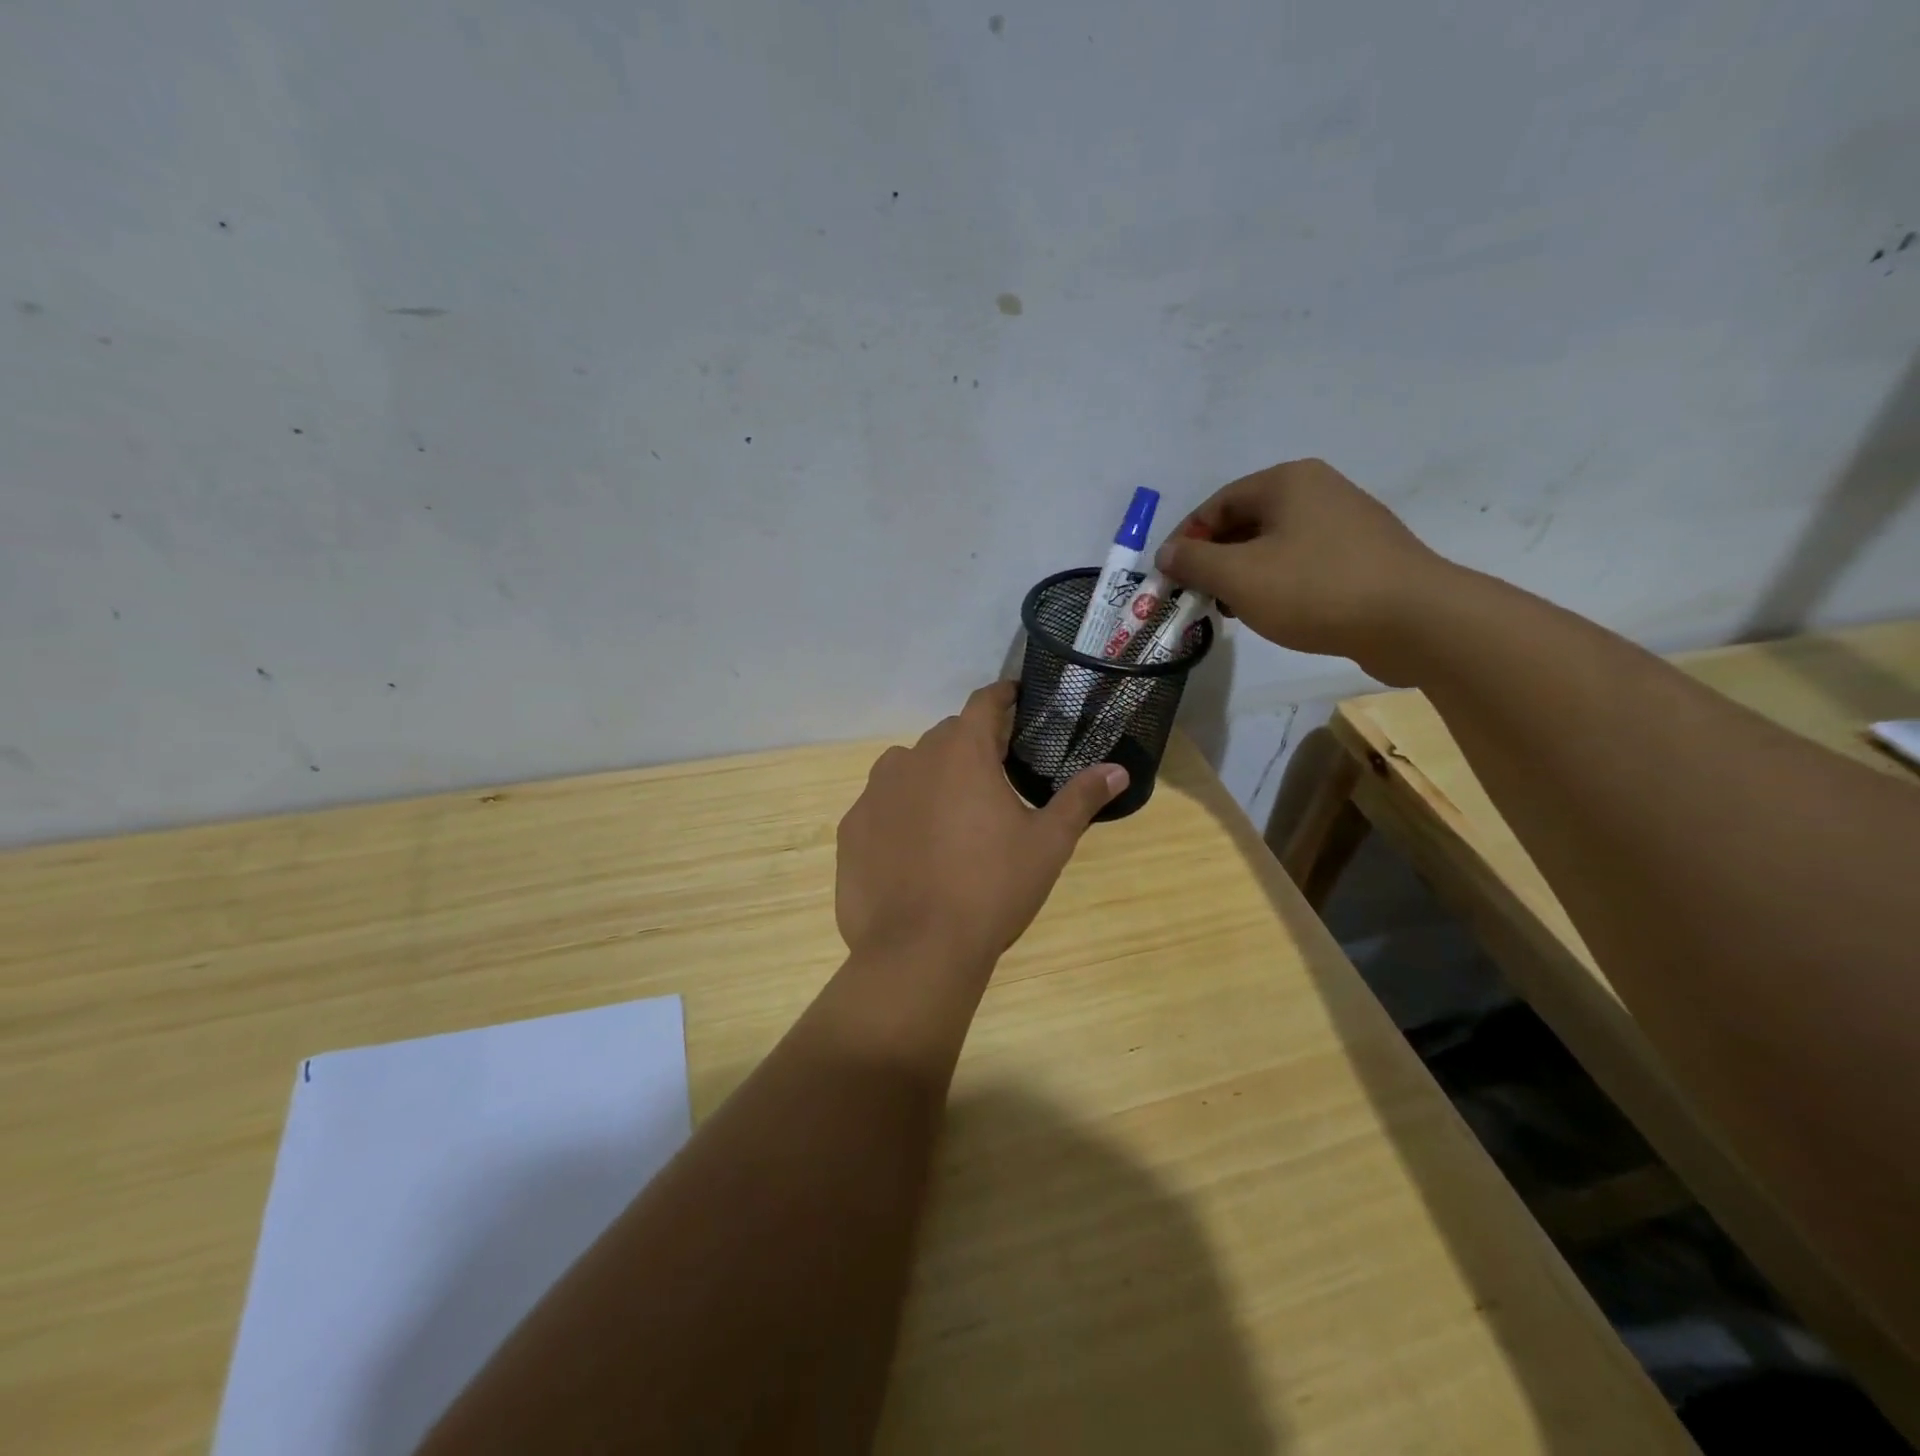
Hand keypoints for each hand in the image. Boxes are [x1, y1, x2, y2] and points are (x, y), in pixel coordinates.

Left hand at [836, 682, 1126, 967]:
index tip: (1017, 699)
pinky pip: (881, 805)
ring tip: (953, 815)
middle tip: (996, 776)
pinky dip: (900, 813)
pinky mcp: (851, 828)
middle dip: (972, 746)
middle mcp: (912, 759)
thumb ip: (1080, 799)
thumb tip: (1118, 769)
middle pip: (948, 736)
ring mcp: (874, 793)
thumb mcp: (1047, 844)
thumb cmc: (992, 889)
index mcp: (962, 753)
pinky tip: (914, 850)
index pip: (984, 702)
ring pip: (909, 767)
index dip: (1003, 696)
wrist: (918, 951)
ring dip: (932, 777)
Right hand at [1155, 459, 1454, 681]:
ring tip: (1234, 611)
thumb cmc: (1316, 589)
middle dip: (1215, 560)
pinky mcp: (1365, 555)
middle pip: (1246, 522)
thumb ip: (1193, 561)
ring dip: (1244, 575)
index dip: (1186, 540)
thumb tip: (1166, 553)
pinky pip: (1304, 562)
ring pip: (1274, 544)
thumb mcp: (1239, 576)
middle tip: (1199, 598)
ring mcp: (1347, 521)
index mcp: (1287, 481)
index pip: (1216, 504)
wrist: (1415, 620)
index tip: (1170, 579)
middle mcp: (1318, 489)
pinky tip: (1276, 613)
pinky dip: (1278, 583)